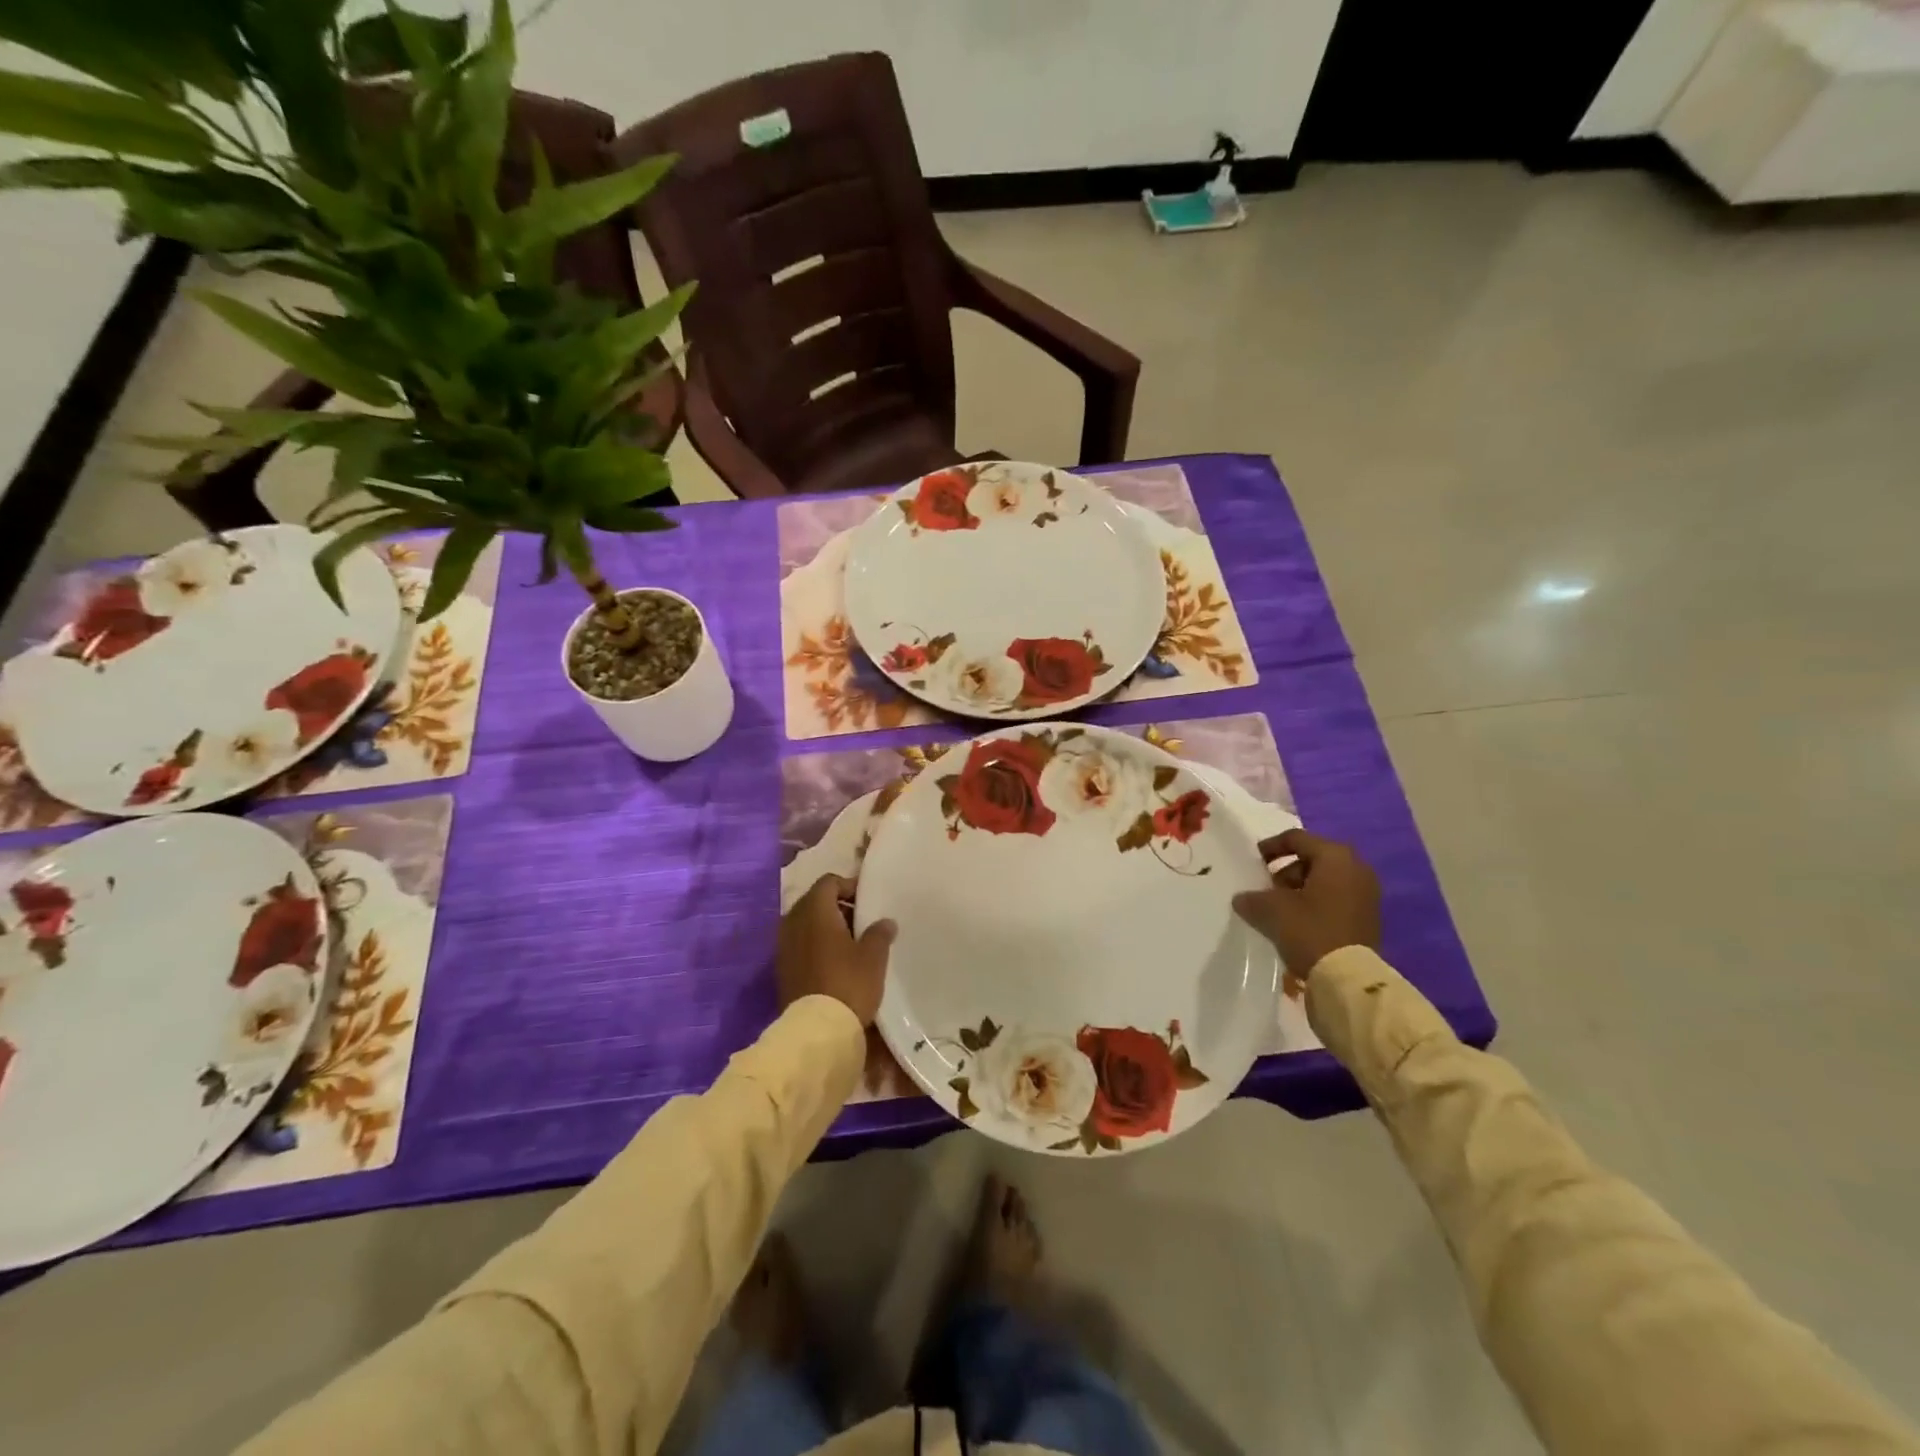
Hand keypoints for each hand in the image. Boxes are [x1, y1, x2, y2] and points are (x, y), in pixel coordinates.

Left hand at [778, 875, 895, 1026]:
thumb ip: (879, 933)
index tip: (867, 899)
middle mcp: (793, 922)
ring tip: (849, 942)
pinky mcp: (781, 968)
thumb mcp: (873, 957)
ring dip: (824, 926)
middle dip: (836, 905)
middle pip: (814, 900)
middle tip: (860, 919)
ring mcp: (783, 946)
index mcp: (815, 911)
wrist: (816, 1030)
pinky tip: (834, 960)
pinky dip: (814, 944)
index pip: (828, 882)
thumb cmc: (848, 983)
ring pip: (805, 923)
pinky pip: (799, 943)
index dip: (848, 885)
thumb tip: (885, 922)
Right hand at [1233, 829, 1380, 981]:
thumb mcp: (1271, 910)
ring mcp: (1366, 893)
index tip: (1253, 862)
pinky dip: (1315, 903)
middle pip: (1312, 858)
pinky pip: (1335, 898)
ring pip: (1324, 880)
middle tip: (1266, 888)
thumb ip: (1252, 898)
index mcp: (1335, 857)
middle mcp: (1356, 868)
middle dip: (1285, 871)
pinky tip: (1297, 922)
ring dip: (1299, 889)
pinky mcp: (1368, 916)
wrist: (1348, 979)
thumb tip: (1243, 899)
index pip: (1296, 838)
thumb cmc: (1310, 930)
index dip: (1270, 847)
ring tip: (1279, 909)